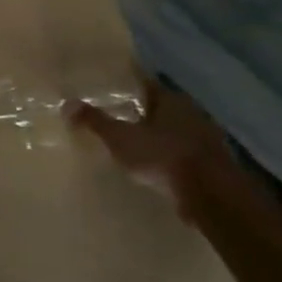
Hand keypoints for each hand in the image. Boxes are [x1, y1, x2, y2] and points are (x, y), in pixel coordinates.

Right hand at [73, 79, 236, 215]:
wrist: (214, 197)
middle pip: (162, 107)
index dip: (127, 85)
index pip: (145, 84)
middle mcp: (192, 114)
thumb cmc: (164, 157)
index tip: (110, 87)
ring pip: (176, 131)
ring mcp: (207, 141)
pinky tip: (158, 167)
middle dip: (142, 111)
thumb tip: (67, 103)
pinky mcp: (215, 167)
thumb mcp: (121, 138)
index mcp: (171, 100)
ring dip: (159, 136)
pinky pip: (186, 154)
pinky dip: (171, 157)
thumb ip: (95, 121)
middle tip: (118, 114)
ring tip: (136, 143)